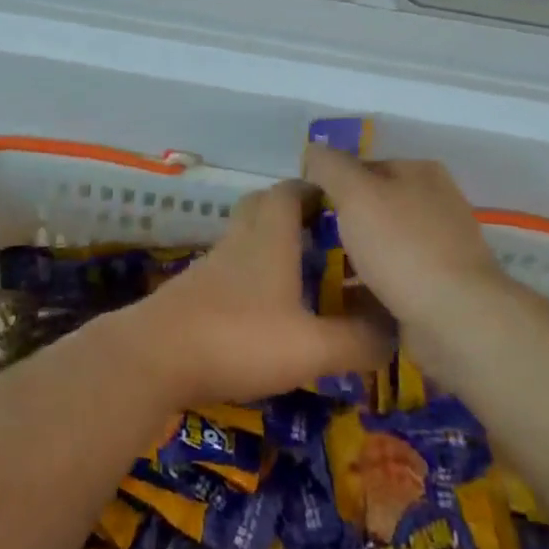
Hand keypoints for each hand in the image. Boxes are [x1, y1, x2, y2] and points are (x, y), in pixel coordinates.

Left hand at [119, 179, 389, 407]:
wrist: (153, 358)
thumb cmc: (237, 338)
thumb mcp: (310, 347)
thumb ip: (357, 340)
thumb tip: (395, 330)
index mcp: (269, 238)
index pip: (290, 191)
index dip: (315, 190)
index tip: (341, 203)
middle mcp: (239, 242)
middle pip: (262, 206)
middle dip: (291, 210)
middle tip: (322, 234)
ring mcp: (211, 266)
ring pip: (244, 238)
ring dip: (270, 245)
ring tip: (302, 274)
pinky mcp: (192, 292)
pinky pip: (229, 269)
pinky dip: (250, 276)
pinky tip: (264, 310)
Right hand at [301, 146, 503, 327]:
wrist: (456, 319)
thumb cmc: (403, 246)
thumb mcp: (356, 193)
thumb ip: (330, 167)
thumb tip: (313, 152)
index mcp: (420, 172)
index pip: (363, 166)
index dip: (331, 182)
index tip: (304, 208)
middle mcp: (435, 204)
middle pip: (373, 206)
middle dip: (341, 224)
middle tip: (307, 242)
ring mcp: (440, 248)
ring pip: (381, 245)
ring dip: (352, 259)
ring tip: (317, 275)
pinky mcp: (438, 289)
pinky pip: (391, 280)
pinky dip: (368, 288)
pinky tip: (342, 302)